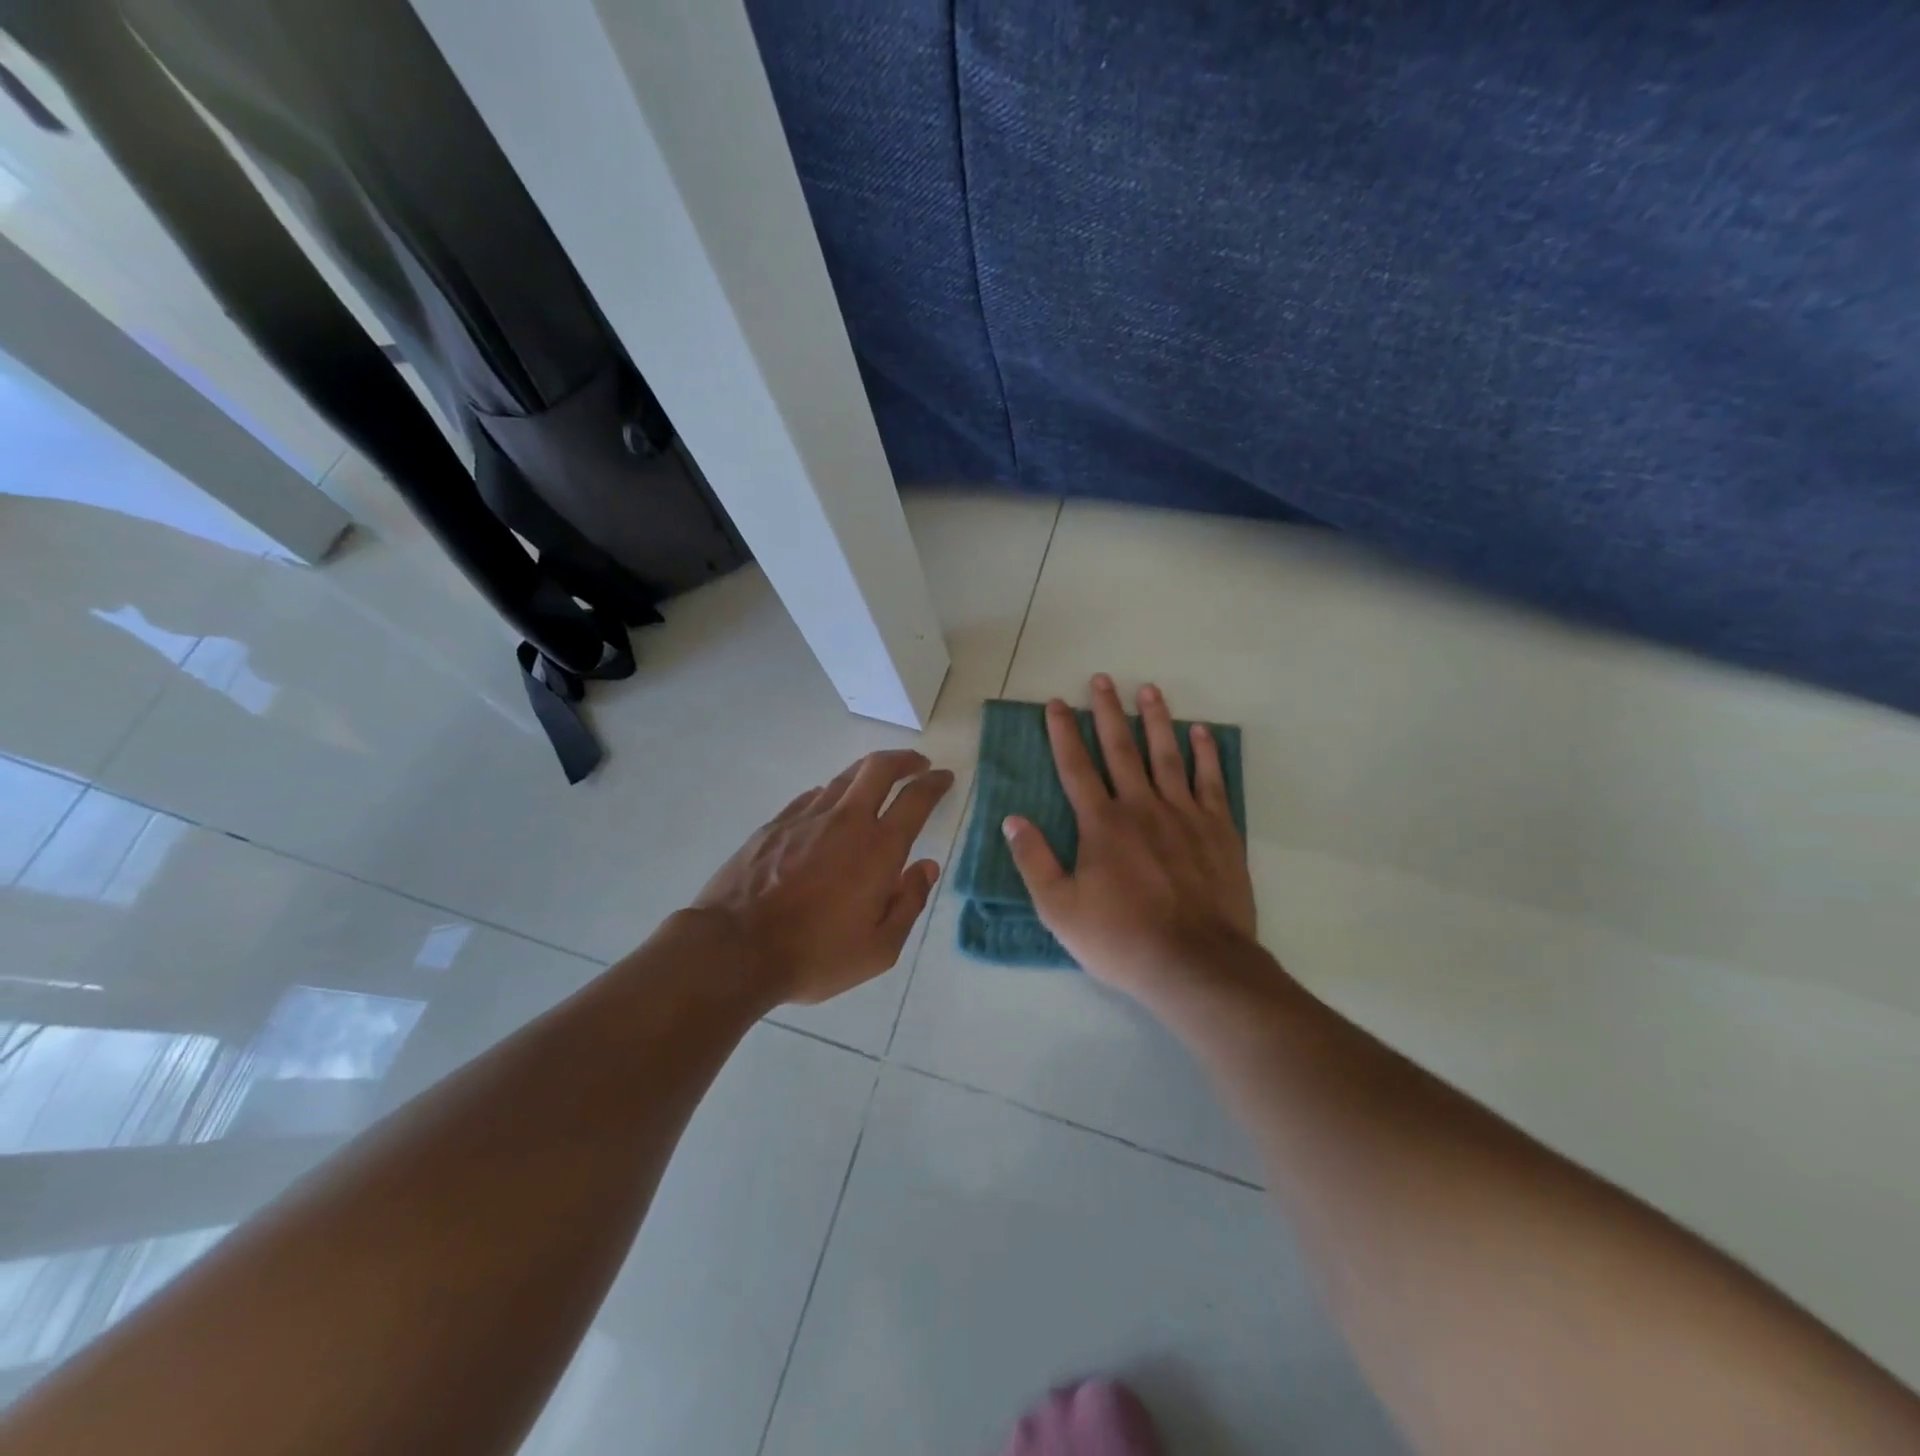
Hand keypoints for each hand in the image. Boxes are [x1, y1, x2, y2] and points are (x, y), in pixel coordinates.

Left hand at [692, 749, 954, 1004]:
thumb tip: (926, 868)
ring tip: (877, 781)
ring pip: (844, 777)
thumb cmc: (815, 955)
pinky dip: (832, 793)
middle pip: (879, 768)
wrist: (735, 949)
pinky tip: (831, 806)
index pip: (916, 799)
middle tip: (917, 763)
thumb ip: (909, 903)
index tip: (944, 777)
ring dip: (868, 772)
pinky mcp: (775, 825)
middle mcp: (846, 821)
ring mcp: (806, 818)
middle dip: (904, 759)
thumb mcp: (879, 949)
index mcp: (878, 849)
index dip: (935, 784)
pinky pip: (811, 797)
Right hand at [1003, 675, 1257, 1003]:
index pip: (1076, 767)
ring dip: (1156, 720)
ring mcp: (1184, 815)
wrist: (1196, 964)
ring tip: (1148, 689)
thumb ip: (1035, 861)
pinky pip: (1211, 781)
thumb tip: (1013, 819)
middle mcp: (1141, 807)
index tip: (1056, 703)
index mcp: (1102, 824)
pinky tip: (1200, 732)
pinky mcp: (1218, 829)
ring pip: (1167, 755)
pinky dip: (1205, 754)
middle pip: (1121, 749)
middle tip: (1101, 679)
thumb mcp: (1060, 910)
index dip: (1063, 733)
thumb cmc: (1121, 939)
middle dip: (1107, 712)